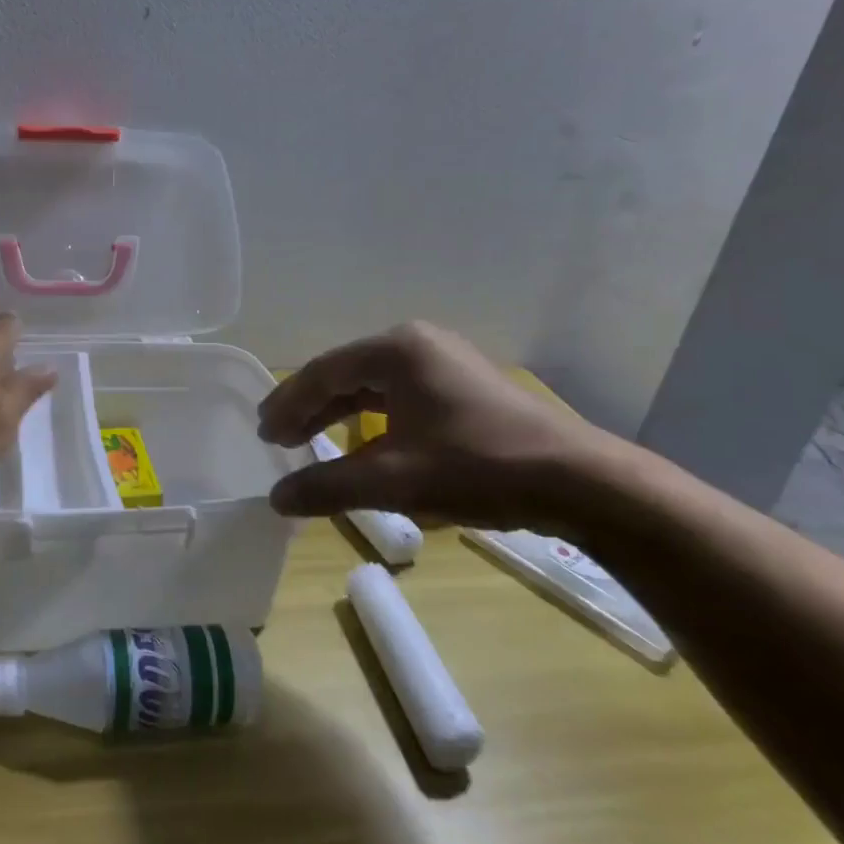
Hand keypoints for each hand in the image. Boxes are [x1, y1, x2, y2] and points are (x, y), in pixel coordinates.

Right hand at [257, 321, 609, 529]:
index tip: (263, 431)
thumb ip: (328, 486)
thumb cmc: (478, 467)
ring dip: (339, 414)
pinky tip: (364, 446)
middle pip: (347, 374)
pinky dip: (374, 420)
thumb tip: (275, 498)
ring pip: (374, 386)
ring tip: (308, 440)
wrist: (579, 481)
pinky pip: (401, 397)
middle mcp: (418, 345)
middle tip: (276, 435)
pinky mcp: (465, 386)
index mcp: (397, 350)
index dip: (288, 402)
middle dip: (309, 407)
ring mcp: (445, 362)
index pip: (324, 372)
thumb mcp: (395, 480)